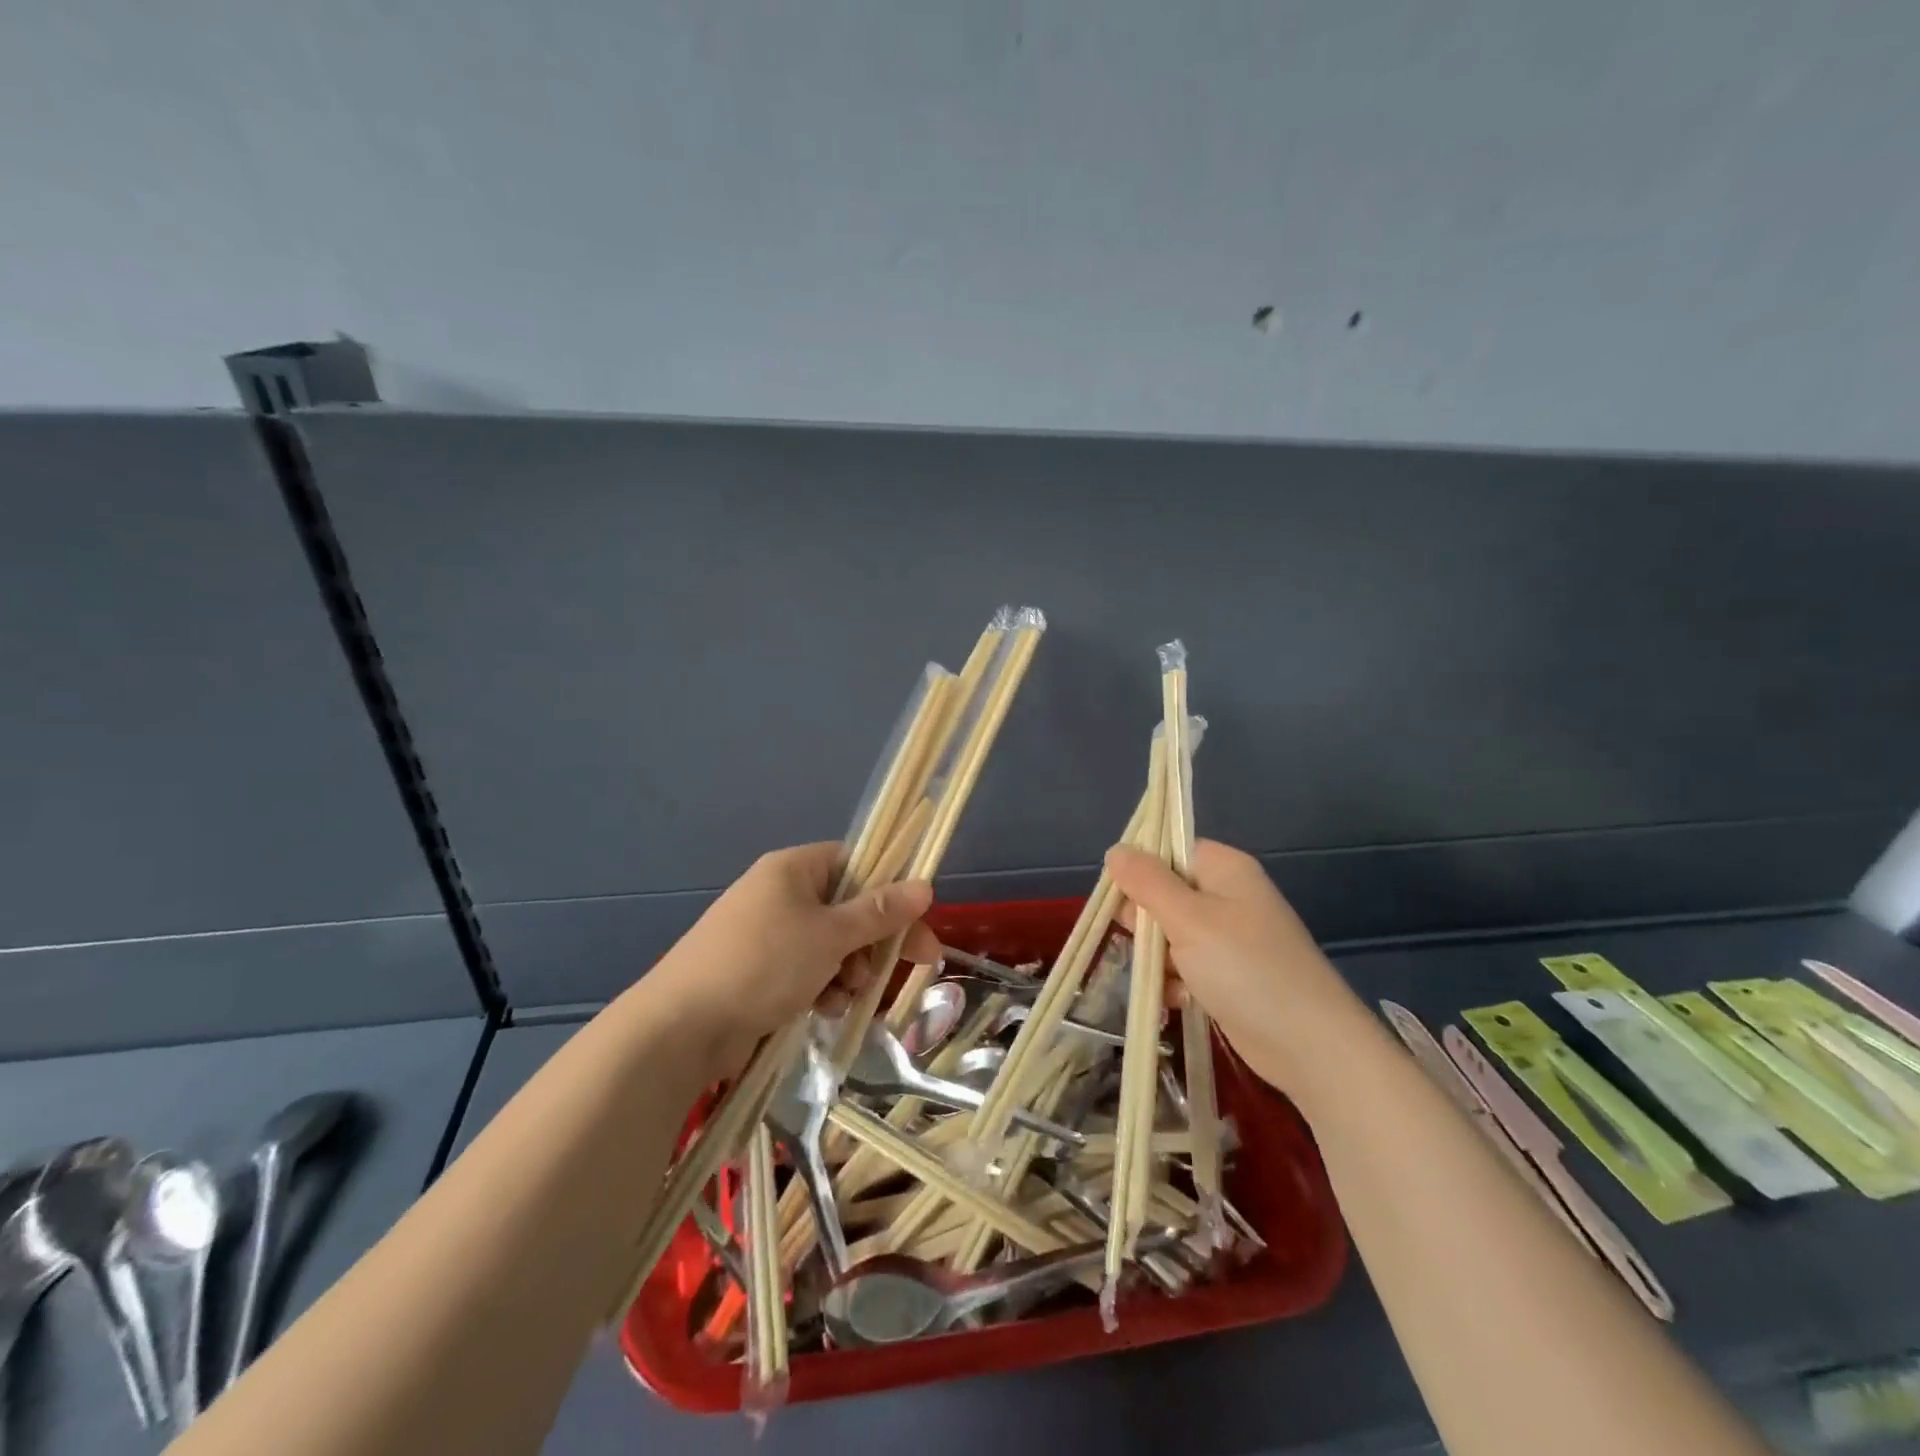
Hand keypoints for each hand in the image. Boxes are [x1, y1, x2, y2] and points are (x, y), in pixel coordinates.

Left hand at [644, 843, 941, 1077]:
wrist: (681, 1027)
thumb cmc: (763, 964)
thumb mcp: (830, 935)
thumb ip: (880, 912)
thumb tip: (925, 885)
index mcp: (793, 869)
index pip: (856, 863)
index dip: (891, 890)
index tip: (918, 921)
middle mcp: (780, 894)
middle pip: (847, 908)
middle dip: (874, 940)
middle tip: (913, 965)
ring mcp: (767, 934)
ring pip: (831, 944)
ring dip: (850, 970)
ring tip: (847, 994)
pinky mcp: (758, 971)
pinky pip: (807, 970)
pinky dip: (823, 987)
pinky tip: (825, 1009)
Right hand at [1105, 839, 1371, 1100]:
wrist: (1310, 1046)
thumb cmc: (1246, 969)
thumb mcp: (1188, 919)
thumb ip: (1147, 882)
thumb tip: (1115, 850)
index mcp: (1223, 869)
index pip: (1168, 850)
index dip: (1139, 871)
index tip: (1121, 900)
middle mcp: (1226, 896)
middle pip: (1163, 893)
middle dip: (1145, 922)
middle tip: (1146, 945)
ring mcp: (1228, 937)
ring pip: (1169, 934)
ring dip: (1157, 958)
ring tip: (1163, 981)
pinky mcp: (1228, 975)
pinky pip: (1185, 966)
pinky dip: (1175, 982)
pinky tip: (1176, 1001)